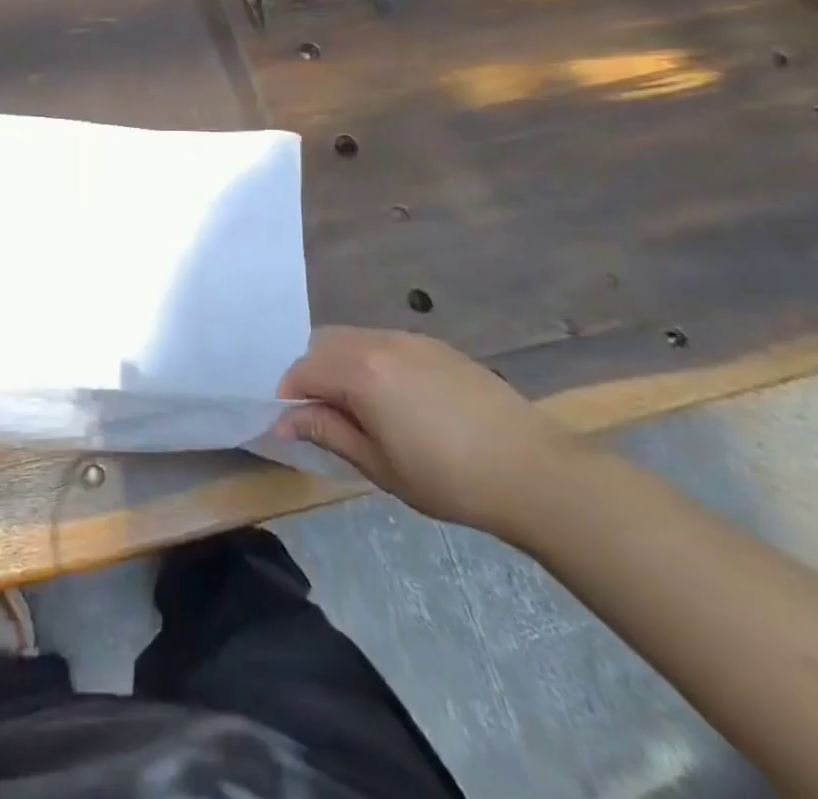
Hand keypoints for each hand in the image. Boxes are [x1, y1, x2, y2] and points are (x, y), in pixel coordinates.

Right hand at [276, 327, 581, 538]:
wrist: (533, 469)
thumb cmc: (448, 477)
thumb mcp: (378, 464)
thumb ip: (328, 432)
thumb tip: (284, 420)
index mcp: (361, 370)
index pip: (302, 369)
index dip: (287, 395)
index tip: (290, 425)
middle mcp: (379, 341)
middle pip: (324, 344)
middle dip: (310, 373)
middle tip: (320, 415)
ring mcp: (411, 338)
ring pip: (354, 339)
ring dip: (339, 364)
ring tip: (355, 407)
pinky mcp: (436, 345)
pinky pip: (384, 342)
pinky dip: (369, 361)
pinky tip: (391, 397)